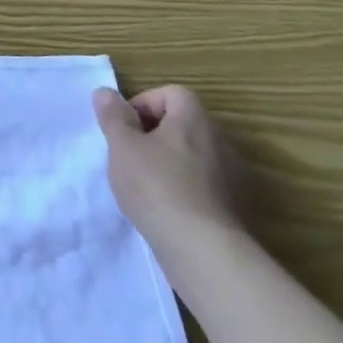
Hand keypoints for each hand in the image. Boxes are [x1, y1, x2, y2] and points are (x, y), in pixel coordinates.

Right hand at [92, 85, 245, 261]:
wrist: (203, 250)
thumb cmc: (156, 186)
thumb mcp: (122, 146)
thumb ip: (113, 116)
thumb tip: (107, 93)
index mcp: (194, 120)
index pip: (171, 93)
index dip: (143, 104)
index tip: (125, 129)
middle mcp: (220, 141)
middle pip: (182, 124)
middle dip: (153, 134)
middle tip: (129, 155)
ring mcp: (232, 176)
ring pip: (192, 155)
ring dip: (169, 161)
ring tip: (145, 184)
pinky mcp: (236, 206)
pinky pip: (204, 183)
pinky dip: (184, 187)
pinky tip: (166, 207)